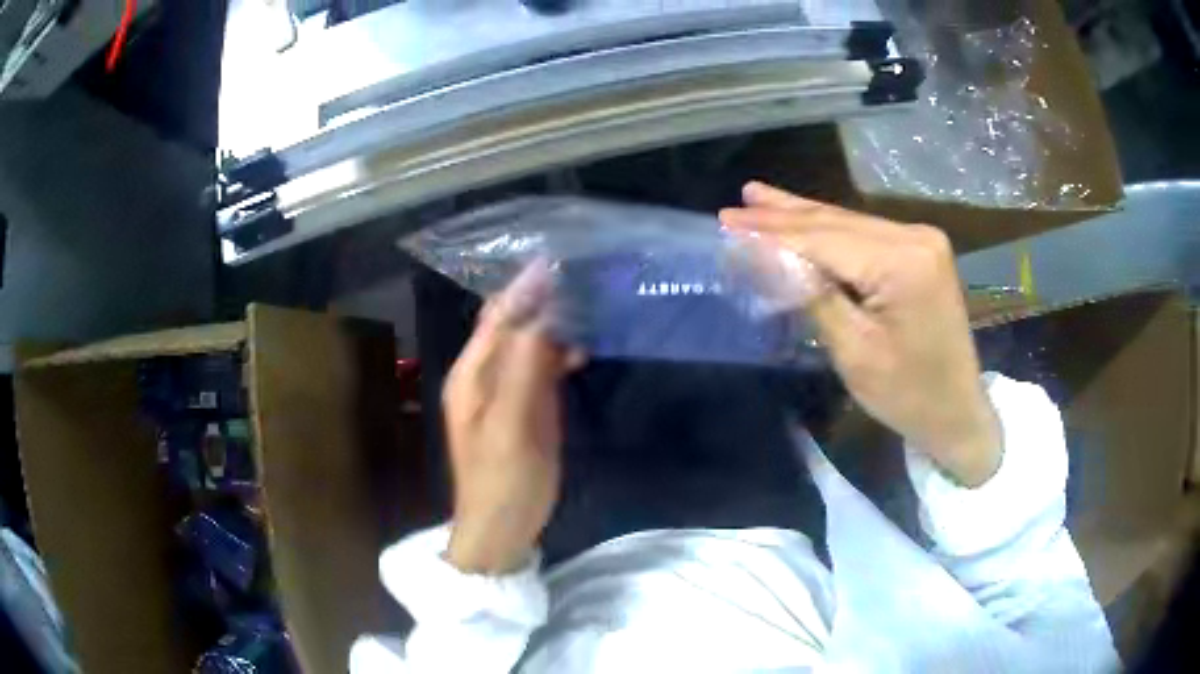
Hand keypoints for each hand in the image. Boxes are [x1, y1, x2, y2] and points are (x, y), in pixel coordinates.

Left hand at [442, 262, 583, 573]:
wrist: (503, 529)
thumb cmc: (502, 481)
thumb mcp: (513, 425)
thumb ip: (525, 369)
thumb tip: (543, 313)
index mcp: (471, 375)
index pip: (497, 318)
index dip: (524, 289)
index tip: (558, 261)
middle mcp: (484, 375)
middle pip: (511, 325)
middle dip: (540, 300)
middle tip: (581, 275)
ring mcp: (505, 392)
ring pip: (528, 344)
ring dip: (552, 323)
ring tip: (588, 301)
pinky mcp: (525, 408)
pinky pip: (540, 368)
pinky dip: (559, 352)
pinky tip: (583, 346)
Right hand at [720, 182, 1001, 486]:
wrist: (957, 411)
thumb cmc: (907, 395)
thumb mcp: (854, 353)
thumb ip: (811, 295)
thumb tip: (763, 256)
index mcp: (903, 262)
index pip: (824, 239)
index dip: (772, 233)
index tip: (726, 225)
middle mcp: (914, 237)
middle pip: (835, 222)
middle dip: (782, 217)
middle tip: (732, 210)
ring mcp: (920, 240)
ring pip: (847, 222)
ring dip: (801, 216)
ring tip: (756, 197)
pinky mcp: (919, 250)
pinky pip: (864, 235)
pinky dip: (828, 230)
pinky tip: (802, 216)